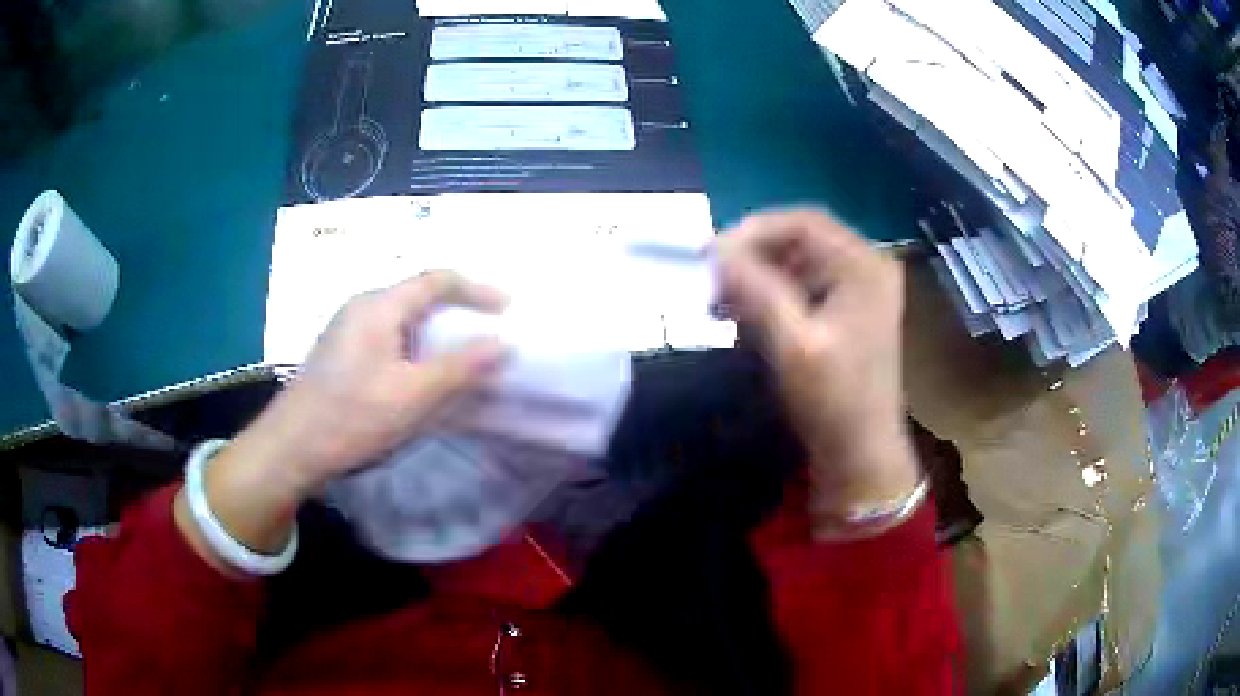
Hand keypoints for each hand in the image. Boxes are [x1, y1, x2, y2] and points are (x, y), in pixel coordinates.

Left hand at [175, 272, 506, 568]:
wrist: (290, 448)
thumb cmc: (351, 418)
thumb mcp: (412, 396)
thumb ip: (459, 368)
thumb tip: (504, 343)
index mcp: (379, 306)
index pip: (436, 280)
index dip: (476, 289)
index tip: (507, 307)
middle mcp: (362, 307)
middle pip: (418, 295)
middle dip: (457, 310)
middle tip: (487, 332)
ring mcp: (347, 330)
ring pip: (403, 319)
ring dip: (436, 332)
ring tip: (460, 356)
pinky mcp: (341, 353)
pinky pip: (388, 337)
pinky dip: (415, 348)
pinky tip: (420, 376)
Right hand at [715, 209, 918, 527]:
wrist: (861, 453)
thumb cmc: (833, 399)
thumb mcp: (792, 342)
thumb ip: (755, 289)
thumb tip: (715, 251)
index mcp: (863, 265)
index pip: (802, 222)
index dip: (753, 231)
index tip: (710, 255)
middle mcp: (867, 266)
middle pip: (800, 239)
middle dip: (752, 256)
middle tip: (710, 279)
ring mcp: (860, 289)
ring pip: (798, 262)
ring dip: (757, 276)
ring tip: (719, 301)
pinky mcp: (848, 310)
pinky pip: (803, 285)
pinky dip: (771, 294)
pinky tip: (742, 314)